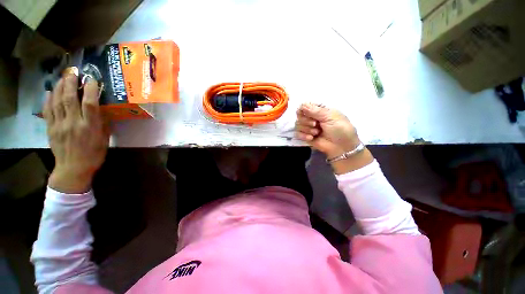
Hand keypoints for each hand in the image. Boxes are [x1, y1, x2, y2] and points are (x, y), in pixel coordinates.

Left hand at [43, 74, 108, 193]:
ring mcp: (60, 125)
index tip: (91, 79)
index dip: (90, 90)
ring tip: (63, 77)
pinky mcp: (51, 128)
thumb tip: (101, 110)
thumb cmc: (94, 155)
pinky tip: (50, 91)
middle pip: (70, 99)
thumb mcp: (104, 140)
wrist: (73, 169)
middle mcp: (73, 123)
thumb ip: (102, 124)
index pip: (90, 104)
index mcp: (90, 127)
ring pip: (57, 102)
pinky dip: (48, 99)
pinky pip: (48, 111)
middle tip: (73, 71)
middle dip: (71, 83)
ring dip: (60, 87)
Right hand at [295, 103, 359, 157]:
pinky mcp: (306, 137)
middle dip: (306, 120)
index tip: (308, 113)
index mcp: (319, 110)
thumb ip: (316, 110)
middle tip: (315, 124)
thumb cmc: (340, 129)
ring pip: (297, 124)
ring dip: (306, 129)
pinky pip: (297, 134)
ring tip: (316, 133)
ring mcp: (308, 127)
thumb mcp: (331, 116)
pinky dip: (303, 136)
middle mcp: (312, 117)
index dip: (304, 109)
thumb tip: (302, 105)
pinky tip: (311, 138)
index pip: (305, 105)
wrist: (342, 147)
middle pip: (299, 115)